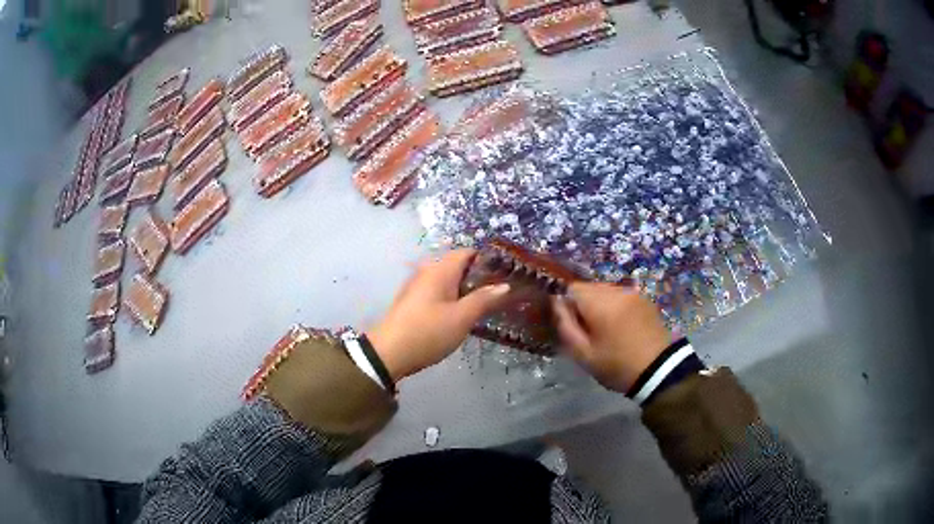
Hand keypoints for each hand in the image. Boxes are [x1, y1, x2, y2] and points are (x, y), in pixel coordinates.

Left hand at [368, 249, 509, 381]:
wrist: (389, 353)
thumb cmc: (428, 332)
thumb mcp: (462, 318)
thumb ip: (484, 299)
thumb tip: (504, 285)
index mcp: (440, 270)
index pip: (467, 252)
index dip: (487, 260)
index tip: (505, 274)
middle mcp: (427, 272)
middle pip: (457, 266)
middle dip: (478, 277)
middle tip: (498, 293)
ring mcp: (417, 286)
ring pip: (447, 280)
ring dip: (465, 289)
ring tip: (484, 304)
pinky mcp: (412, 301)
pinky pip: (437, 291)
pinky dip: (452, 297)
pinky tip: (461, 314)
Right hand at [553, 282, 672, 392]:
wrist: (659, 370)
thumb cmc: (616, 365)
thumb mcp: (584, 354)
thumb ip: (565, 325)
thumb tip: (555, 303)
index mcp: (599, 302)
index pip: (571, 288)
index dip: (566, 304)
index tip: (570, 324)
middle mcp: (616, 290)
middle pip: (589, 288)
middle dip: (583, 305)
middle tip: (587, 331)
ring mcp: (633, 293)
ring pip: (605, 291)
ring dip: (600, 305)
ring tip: (605, 329)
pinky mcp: (645, 300)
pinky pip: (621, 296)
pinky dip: (615, 306)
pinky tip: (620, 326)